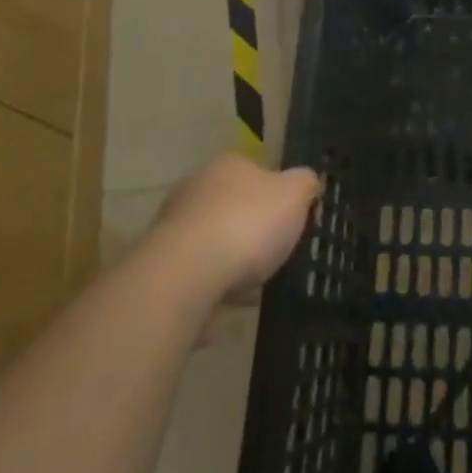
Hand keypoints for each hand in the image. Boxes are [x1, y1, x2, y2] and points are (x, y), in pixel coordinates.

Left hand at [150, 153, 321, 305]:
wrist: (186, 276)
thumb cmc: (246, 224)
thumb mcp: (295, 194)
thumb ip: (306, 183)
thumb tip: (306, 182)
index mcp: (227, 165)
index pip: (257, 172)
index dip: (278, 196)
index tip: (293, 221)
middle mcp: (196, 189)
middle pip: (234, 208)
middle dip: (254, 231)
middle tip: (278, 255)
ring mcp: (175, 228)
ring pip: (216, 244)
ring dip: (234, 263)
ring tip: (258, 288)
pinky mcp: (164, 268)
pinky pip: (200, 276)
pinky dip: (216, 289)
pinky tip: (233, 307)